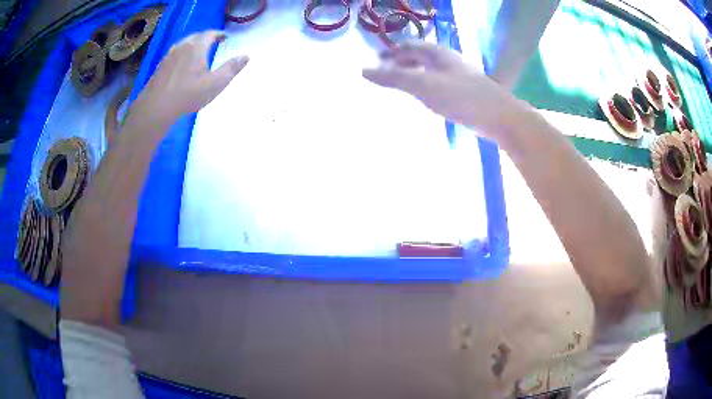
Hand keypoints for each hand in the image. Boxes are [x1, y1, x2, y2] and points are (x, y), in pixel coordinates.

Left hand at [130, 30, 248, 128]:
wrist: (156, 108)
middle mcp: (182, 46)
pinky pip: (174, 55)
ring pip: (183, 45)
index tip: (224, 38)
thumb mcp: (216, 83)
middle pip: (196, 37)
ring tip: (197, 54)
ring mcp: (169, 56)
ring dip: (192, 46)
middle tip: (212, 43)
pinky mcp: (160, 67)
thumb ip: (232, 68)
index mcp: (197, 46)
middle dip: (205, 38)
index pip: (210, 34)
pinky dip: (182, 55)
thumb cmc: (188, 94)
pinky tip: (182, 67)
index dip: (219, 34)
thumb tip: (246, 56)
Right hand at [362, 41, 525, 139]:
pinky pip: (441, 82)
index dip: (391, 52)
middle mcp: (449, 60)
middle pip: (421, 56)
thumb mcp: (423, 85)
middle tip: (387, 73)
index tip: (376, 61)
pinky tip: (427, 97)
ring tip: (403, 84)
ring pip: (432, 69)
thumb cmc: (461, 97)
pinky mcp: (467, 91)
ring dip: (415, 73)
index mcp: (438, 54)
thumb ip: (394, 78)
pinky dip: (427, 85)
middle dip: (402, 62)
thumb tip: (363, 70)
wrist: (500, 117)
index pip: (409, 46)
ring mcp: (460, 75)